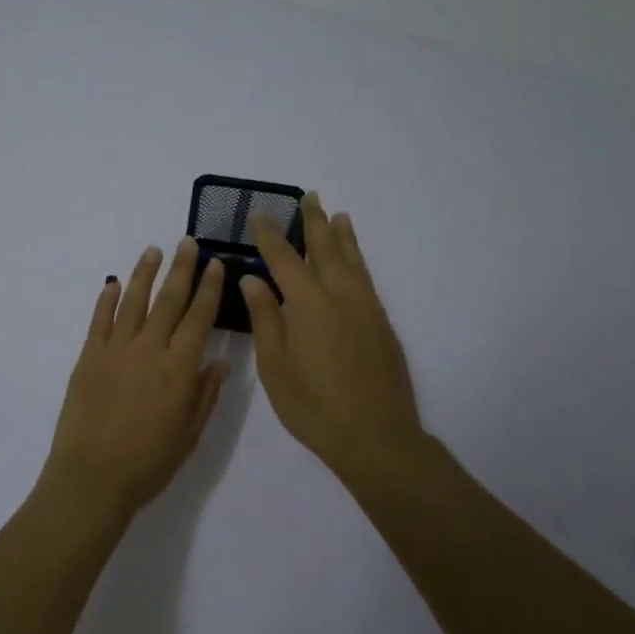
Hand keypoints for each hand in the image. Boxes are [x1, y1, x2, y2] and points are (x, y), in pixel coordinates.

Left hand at [39, 238, 229, 522]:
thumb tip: (220, 361)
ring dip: (145, 273)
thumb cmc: (148, 463)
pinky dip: (107, 299)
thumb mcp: (189, 434)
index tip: (215, 265)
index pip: (199, 318)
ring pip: (134, 301)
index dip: (209, 289)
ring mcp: (115, 350)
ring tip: (153, 250)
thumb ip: (205, 394)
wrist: (92, 477)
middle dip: (181, 269)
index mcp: (179, 368)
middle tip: (188, 243)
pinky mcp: (88, 357)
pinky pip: (99, 320)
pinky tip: (114, 283)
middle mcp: (149, 349)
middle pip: (169, 300)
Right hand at [241, 194, 424, 478]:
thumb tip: (252, 278)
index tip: (259, 215)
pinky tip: (354, 261)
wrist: (376, 437)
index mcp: (309, 304)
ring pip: (353, 260)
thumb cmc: (313, 406)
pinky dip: (358, 259)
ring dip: (342, 235)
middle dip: (314, 221)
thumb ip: (265, 318)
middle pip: (326, 248)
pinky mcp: (382, 324)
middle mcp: (341, 296)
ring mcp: (366, 308)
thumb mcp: (275, 365)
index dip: (269, 235)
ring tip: (337, 214)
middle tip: (308, 197)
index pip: (284, 258)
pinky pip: (367, 278)